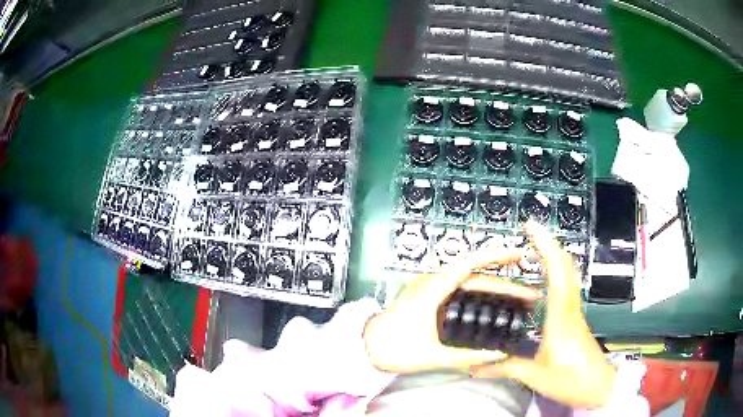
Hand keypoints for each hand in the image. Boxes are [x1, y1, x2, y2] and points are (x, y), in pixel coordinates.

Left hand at [363, 248, 539, 373]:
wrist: (365, 348)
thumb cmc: (393, 349)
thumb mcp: (434, 356)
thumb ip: (468, 357)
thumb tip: (500, 355)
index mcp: (433, 288)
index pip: (471, 263)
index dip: (498, 255)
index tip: (521, 254)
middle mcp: (433, 282)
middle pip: (478, 277)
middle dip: (507, 284)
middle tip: (532, 296)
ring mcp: (432, 289)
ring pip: (472, 284)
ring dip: (496, 290)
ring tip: (521, 301)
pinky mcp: (431, 297)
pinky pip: (462, 291)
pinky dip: (483, 295)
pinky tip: (496, 305)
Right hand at [471, 222, 616, 407]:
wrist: (599, 386)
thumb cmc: (572, 380)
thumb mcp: (534, 376)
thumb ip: (505, 368)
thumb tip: (476, 367)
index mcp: (560, 318)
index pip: (556, 272)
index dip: (545, 246)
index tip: (531, 227)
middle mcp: (570, 309)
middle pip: (566, 266)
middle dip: (549, 242)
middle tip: (531, 230)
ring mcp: (575, 312)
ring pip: (569, 274)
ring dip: (555, 255)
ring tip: (537, 246)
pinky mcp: (576, 319)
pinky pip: (568, 286)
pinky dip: (558, 272)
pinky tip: (549, 277)